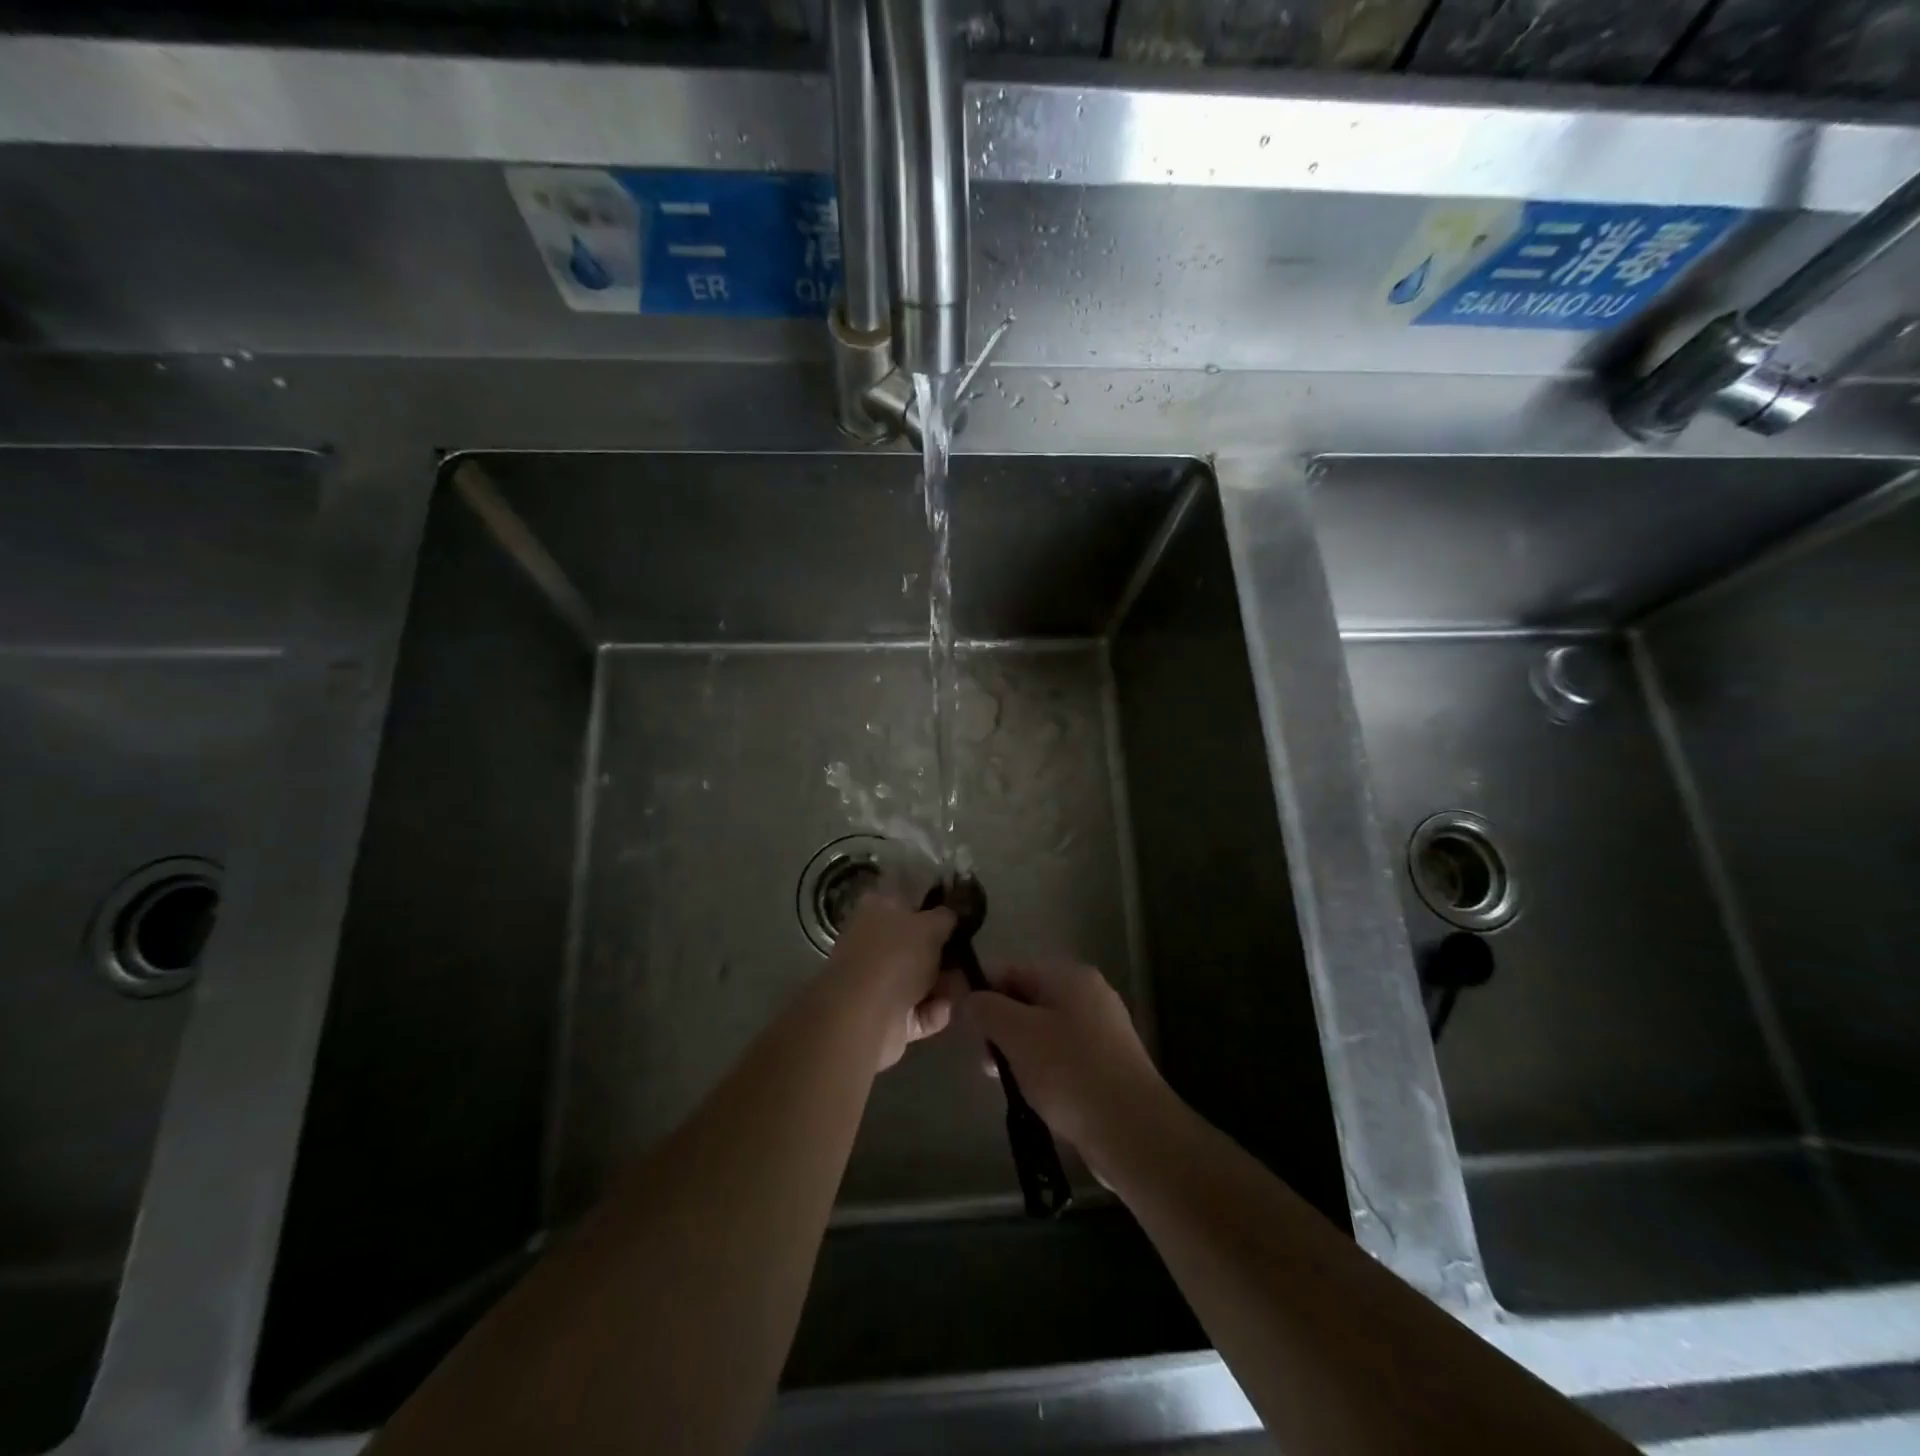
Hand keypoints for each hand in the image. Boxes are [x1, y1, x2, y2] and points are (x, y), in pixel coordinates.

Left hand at [827, 892, 959, 1070]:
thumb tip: (950, 916)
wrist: (865, 1017)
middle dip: (946, 956)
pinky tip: (943, 1010)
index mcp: (876, 909)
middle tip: (968, 959)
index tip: (961, 921)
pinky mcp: (885, 1016)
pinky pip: (919, 1010)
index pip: (910, 902)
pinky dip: (933, 1011)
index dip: (936, 911)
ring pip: (922, 980)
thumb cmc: (896, 957)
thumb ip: (945, 917)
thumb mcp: (930, 926)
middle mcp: (874, 942)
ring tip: (961, 989)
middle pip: (918, 945)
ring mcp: (878, 981)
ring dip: (945, 986)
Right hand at [960, 959, 1169, 1177]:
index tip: (964, 1026)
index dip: (982, 993)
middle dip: (1001, 1028)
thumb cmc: (1069, 1072)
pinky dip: (1044, 1070)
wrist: (1132, 1131)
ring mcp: (1103, 1030)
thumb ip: (987, 1009)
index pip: (1012, 971)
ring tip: (1008, 1084)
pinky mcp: (1108, 1063)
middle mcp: (1089, 995)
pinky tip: (1035, 1095)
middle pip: (1028, 1000)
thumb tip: (969, 996)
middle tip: (987, 1062)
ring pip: (1044, 1031)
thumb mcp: (1017, 1034)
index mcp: (1070, 976)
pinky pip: (1063, 1056)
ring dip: (1019, 1053)